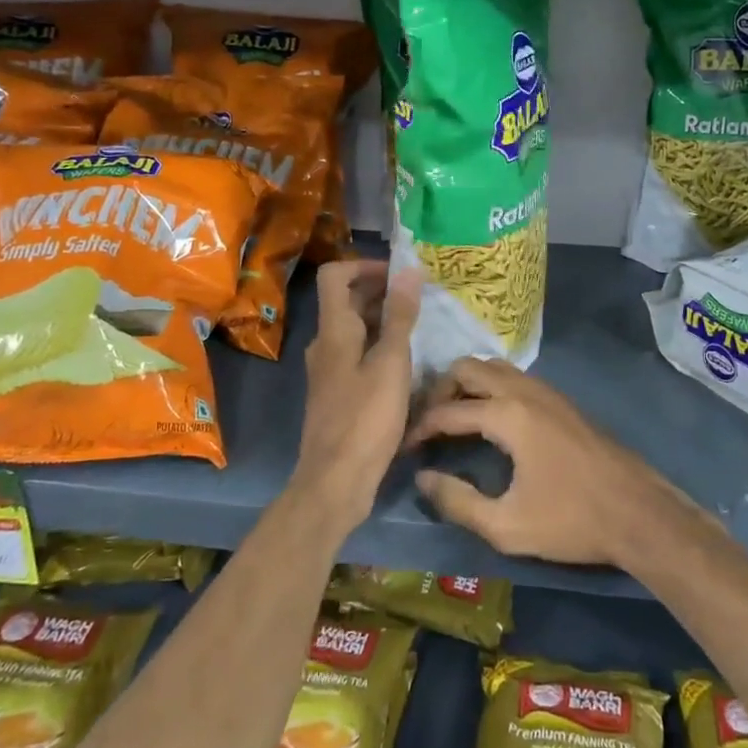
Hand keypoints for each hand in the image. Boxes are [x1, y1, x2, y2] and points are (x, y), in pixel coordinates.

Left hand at [294, 260, 421, 533]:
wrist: (335, 481)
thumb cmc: (365, 418)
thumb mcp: (391, 363)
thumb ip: (400, 316)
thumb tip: (409, 269)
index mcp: (333, 331)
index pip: (335, 276)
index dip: (365, 266)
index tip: (400, 275)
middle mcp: (325, 345)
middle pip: (346, 301)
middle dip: (382, 292)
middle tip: (421, 298)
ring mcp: (329, 371)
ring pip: (355, 330)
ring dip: (384, 321)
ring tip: (422, 327)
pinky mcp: (338, 394)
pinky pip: (358, 356)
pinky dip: (380, 348)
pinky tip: (408, 364)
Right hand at [403, 357, 687, 567]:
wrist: (639, 513)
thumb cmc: (572, 521)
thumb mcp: (507, 526)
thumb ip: (458, 502)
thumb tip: (424, 478)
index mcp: (507, 415)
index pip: (447, 410)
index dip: (419, 428)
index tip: (404, 448)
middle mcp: (524, 391)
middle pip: (468, 368)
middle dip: (441, 391)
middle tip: (429, 425)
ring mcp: (547, 391)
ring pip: (494, 368)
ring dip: (468, 385)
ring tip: (456, 420)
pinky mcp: (562, 401)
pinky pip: (515, 378)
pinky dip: (492, 388)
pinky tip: (492, 421)